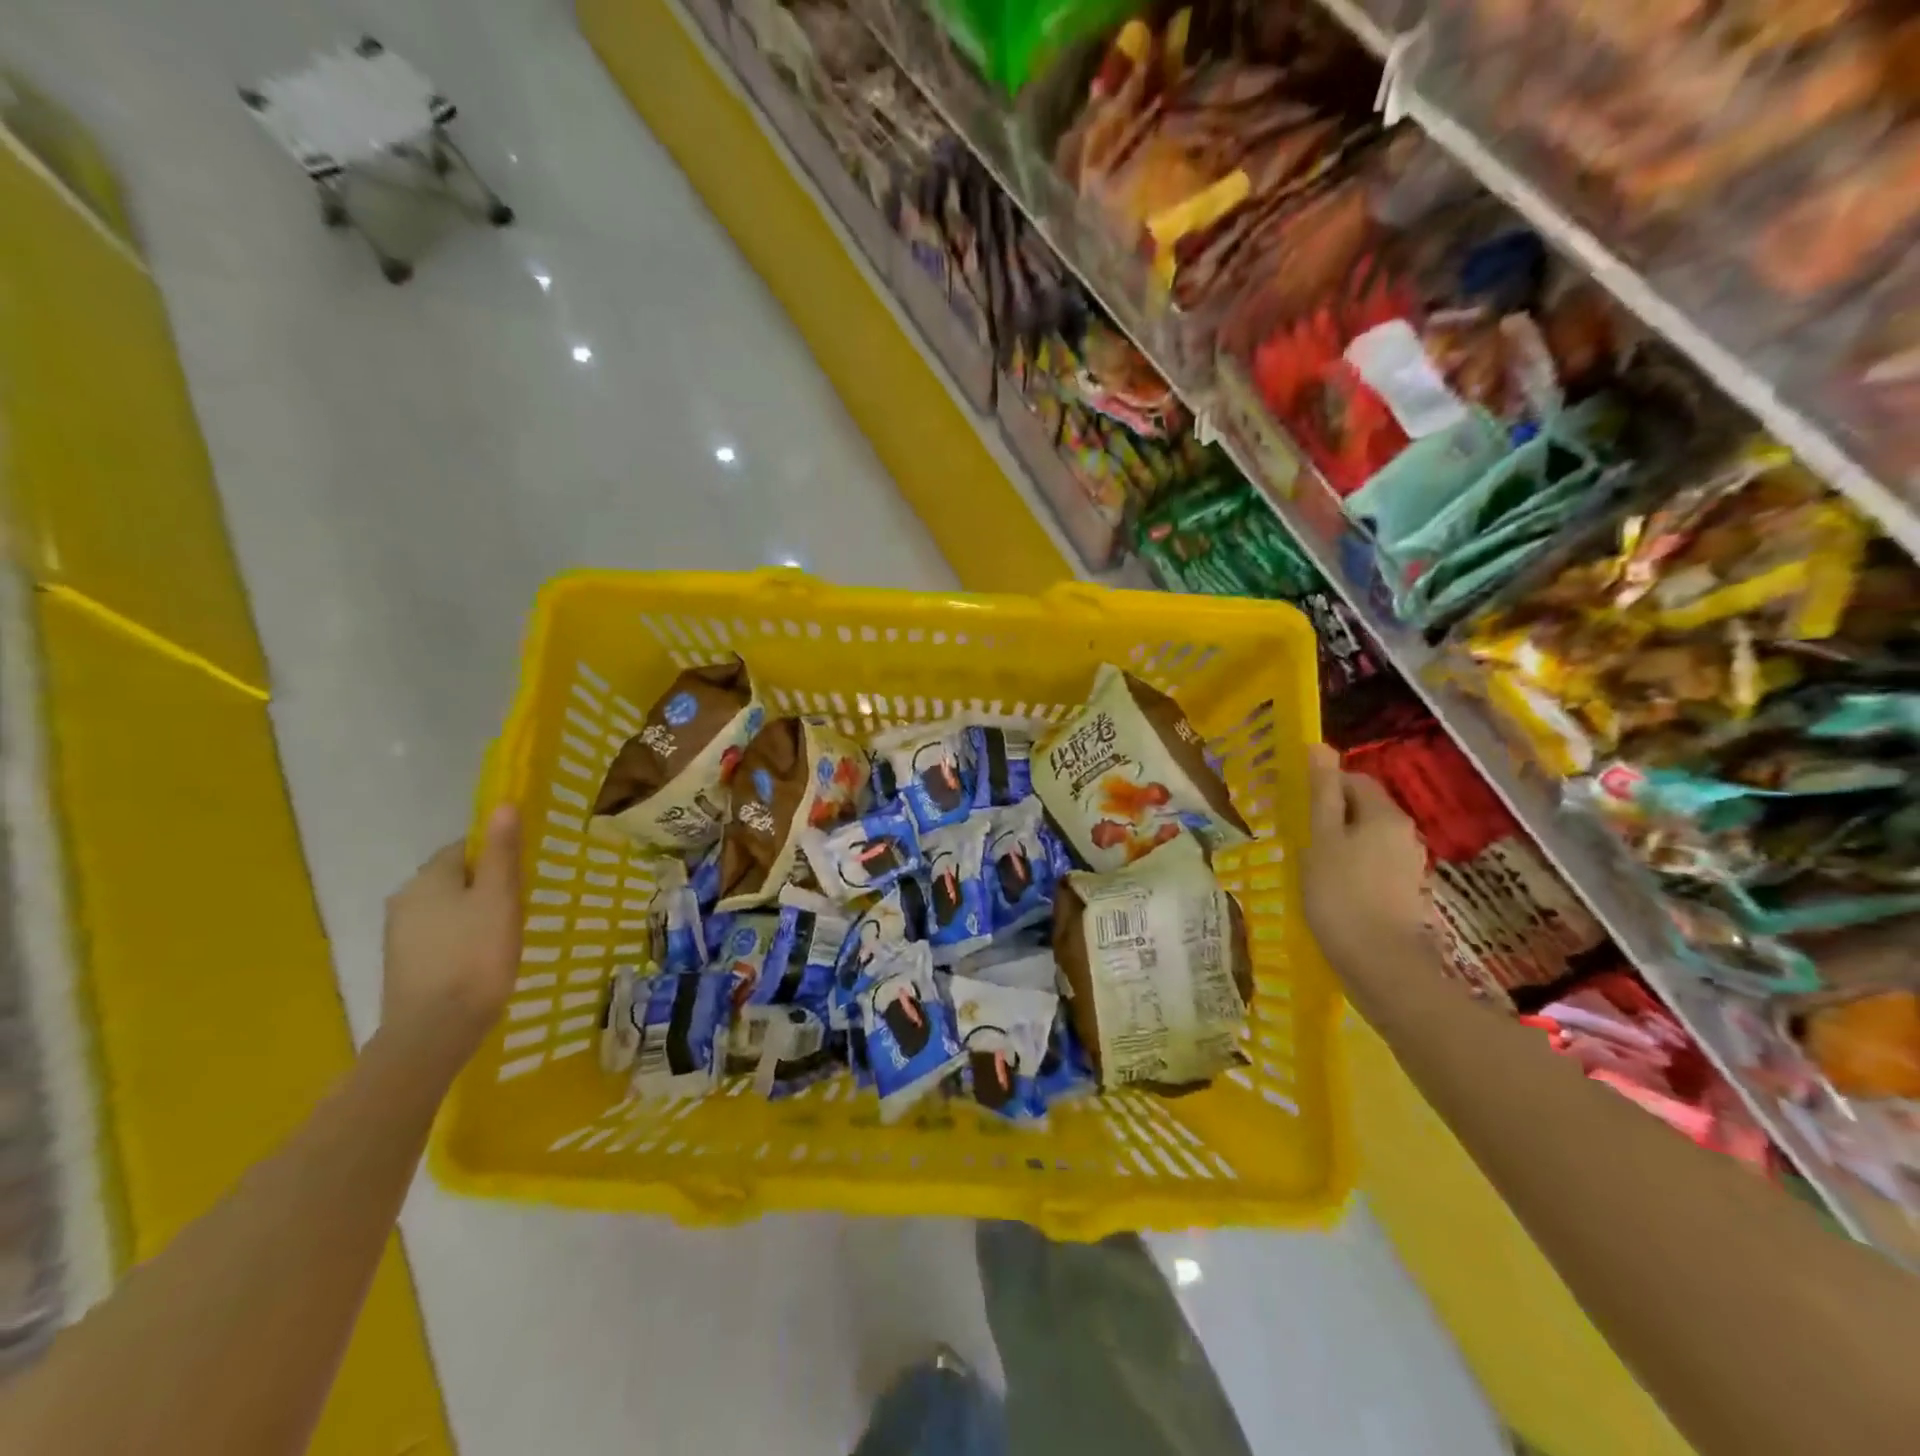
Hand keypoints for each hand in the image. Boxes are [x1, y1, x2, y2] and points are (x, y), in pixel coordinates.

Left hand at [381, 807, 521, 1064]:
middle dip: (485, 885)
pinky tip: (479, 959)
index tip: (524, 876)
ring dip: (473, 912)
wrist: (434, 1031)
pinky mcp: (402, 963)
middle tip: (520, 906)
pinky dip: (459, 938)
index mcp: (429, 877)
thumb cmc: (476, 956)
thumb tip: (503, 804)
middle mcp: (405, 897)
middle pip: (454, 876)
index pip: (467, 847)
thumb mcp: (500, 899)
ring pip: (445, 907)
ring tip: (504, 934)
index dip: (498, 854)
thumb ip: (503, 853)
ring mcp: (399, 933)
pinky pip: (437, 934)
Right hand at [1301, 745, 1429, 994]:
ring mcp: (1409, 865)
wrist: (1380, 964)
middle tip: (1300, 834)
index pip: (1355, 780)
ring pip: (1368, 838)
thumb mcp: (1321, 838)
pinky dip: (1352, 867)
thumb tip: (1320, 746)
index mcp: (1385, 815)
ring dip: (1341, 842)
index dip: (1325, 786)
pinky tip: (1332, 888)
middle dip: (1333, 815)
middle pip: (1365, 808)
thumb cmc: (1340, 894)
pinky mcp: (1406, 892)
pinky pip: (1374, 864)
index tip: (1296, 806)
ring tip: (1311, 862)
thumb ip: (1321, 793)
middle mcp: (1405, 834)